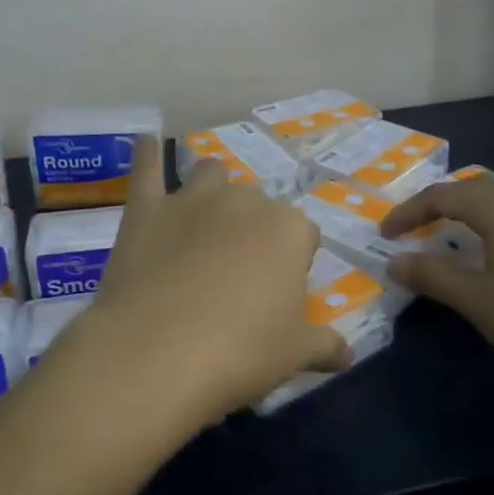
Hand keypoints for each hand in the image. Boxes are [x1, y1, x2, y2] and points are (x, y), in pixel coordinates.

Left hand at [53, 136, 348, 433]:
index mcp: (288, 229)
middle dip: (253, 228)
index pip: (304, 234)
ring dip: (213, 188)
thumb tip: (348, 355)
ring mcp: (191, 199)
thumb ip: (325, 345)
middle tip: (239, 272)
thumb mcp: (295, 354)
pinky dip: (146, 152)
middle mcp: (244, 201)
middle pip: (257, 203)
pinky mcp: (146, 209)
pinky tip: (146, 139)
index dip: (294, 262)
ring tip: (205, 219)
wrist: (157, 353)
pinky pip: (146, 168)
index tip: (280, 292)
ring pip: (211, 173)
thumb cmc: (240, 352)